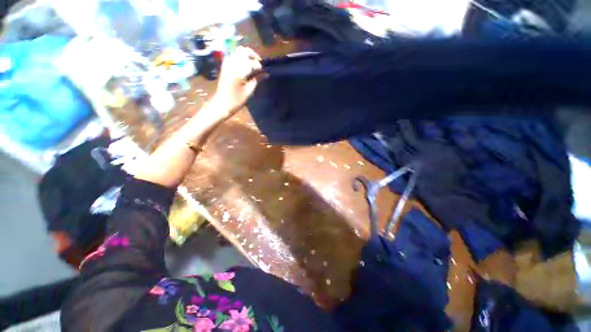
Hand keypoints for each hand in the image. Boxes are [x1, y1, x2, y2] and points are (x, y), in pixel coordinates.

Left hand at [210, 46, 261, 117]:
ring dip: (247, 55)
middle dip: (253, 55)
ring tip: (253, 63)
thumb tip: (263, 73)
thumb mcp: (249, 91)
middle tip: (259, 63)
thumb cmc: (237, 100)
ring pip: (238, 51)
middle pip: (244, 51)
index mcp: (239, 71)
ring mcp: (227, 63)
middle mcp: (232, 63)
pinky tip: (245, 65)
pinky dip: (241, 57)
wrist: (222, 103)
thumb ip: (256, 80)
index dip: (259, 66)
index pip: (252, 62)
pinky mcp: (225, 65)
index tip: (263, 71)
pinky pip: (234, 55)